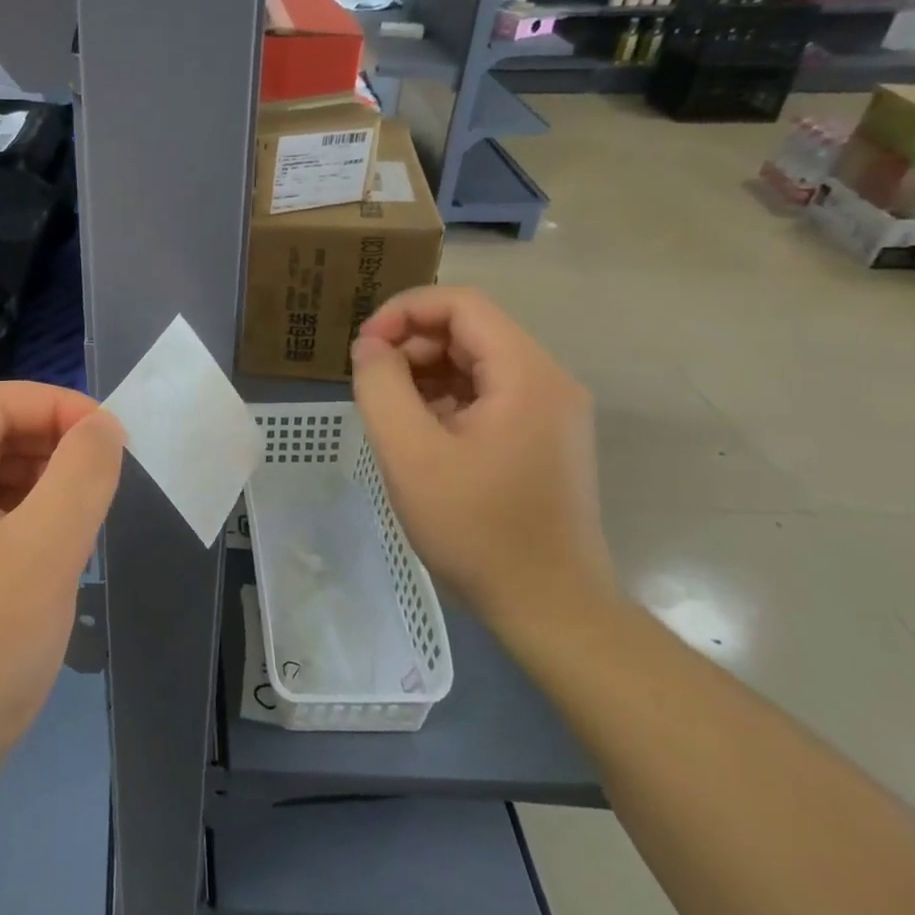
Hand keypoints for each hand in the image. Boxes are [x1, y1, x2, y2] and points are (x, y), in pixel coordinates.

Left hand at [0, 382, 123, 807]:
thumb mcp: (45, 553)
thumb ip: (82, 474)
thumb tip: (103, 425)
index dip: (60, 408)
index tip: (114, 438)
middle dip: (52, 449)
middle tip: (106, 484)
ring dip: (40, 487)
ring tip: (84, 522)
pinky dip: (20, 521)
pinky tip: (51, 554)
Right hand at [350, 287, 615, 638]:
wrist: (550, 610)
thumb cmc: (478, 530)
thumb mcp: (410, 454)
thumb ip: (380, 386)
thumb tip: (369, 346)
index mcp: (526, 374)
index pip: (461, 304)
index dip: (404, 311)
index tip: (364, 346)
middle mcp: (548, 381)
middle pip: (470, 329)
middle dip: (411, 344)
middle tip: (370, 381)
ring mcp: (549, 411)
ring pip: (475, 362)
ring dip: (424, 372)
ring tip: (389, 411)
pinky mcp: (542, 438)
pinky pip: (486, 394)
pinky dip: (445, 399)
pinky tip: (419, 434)